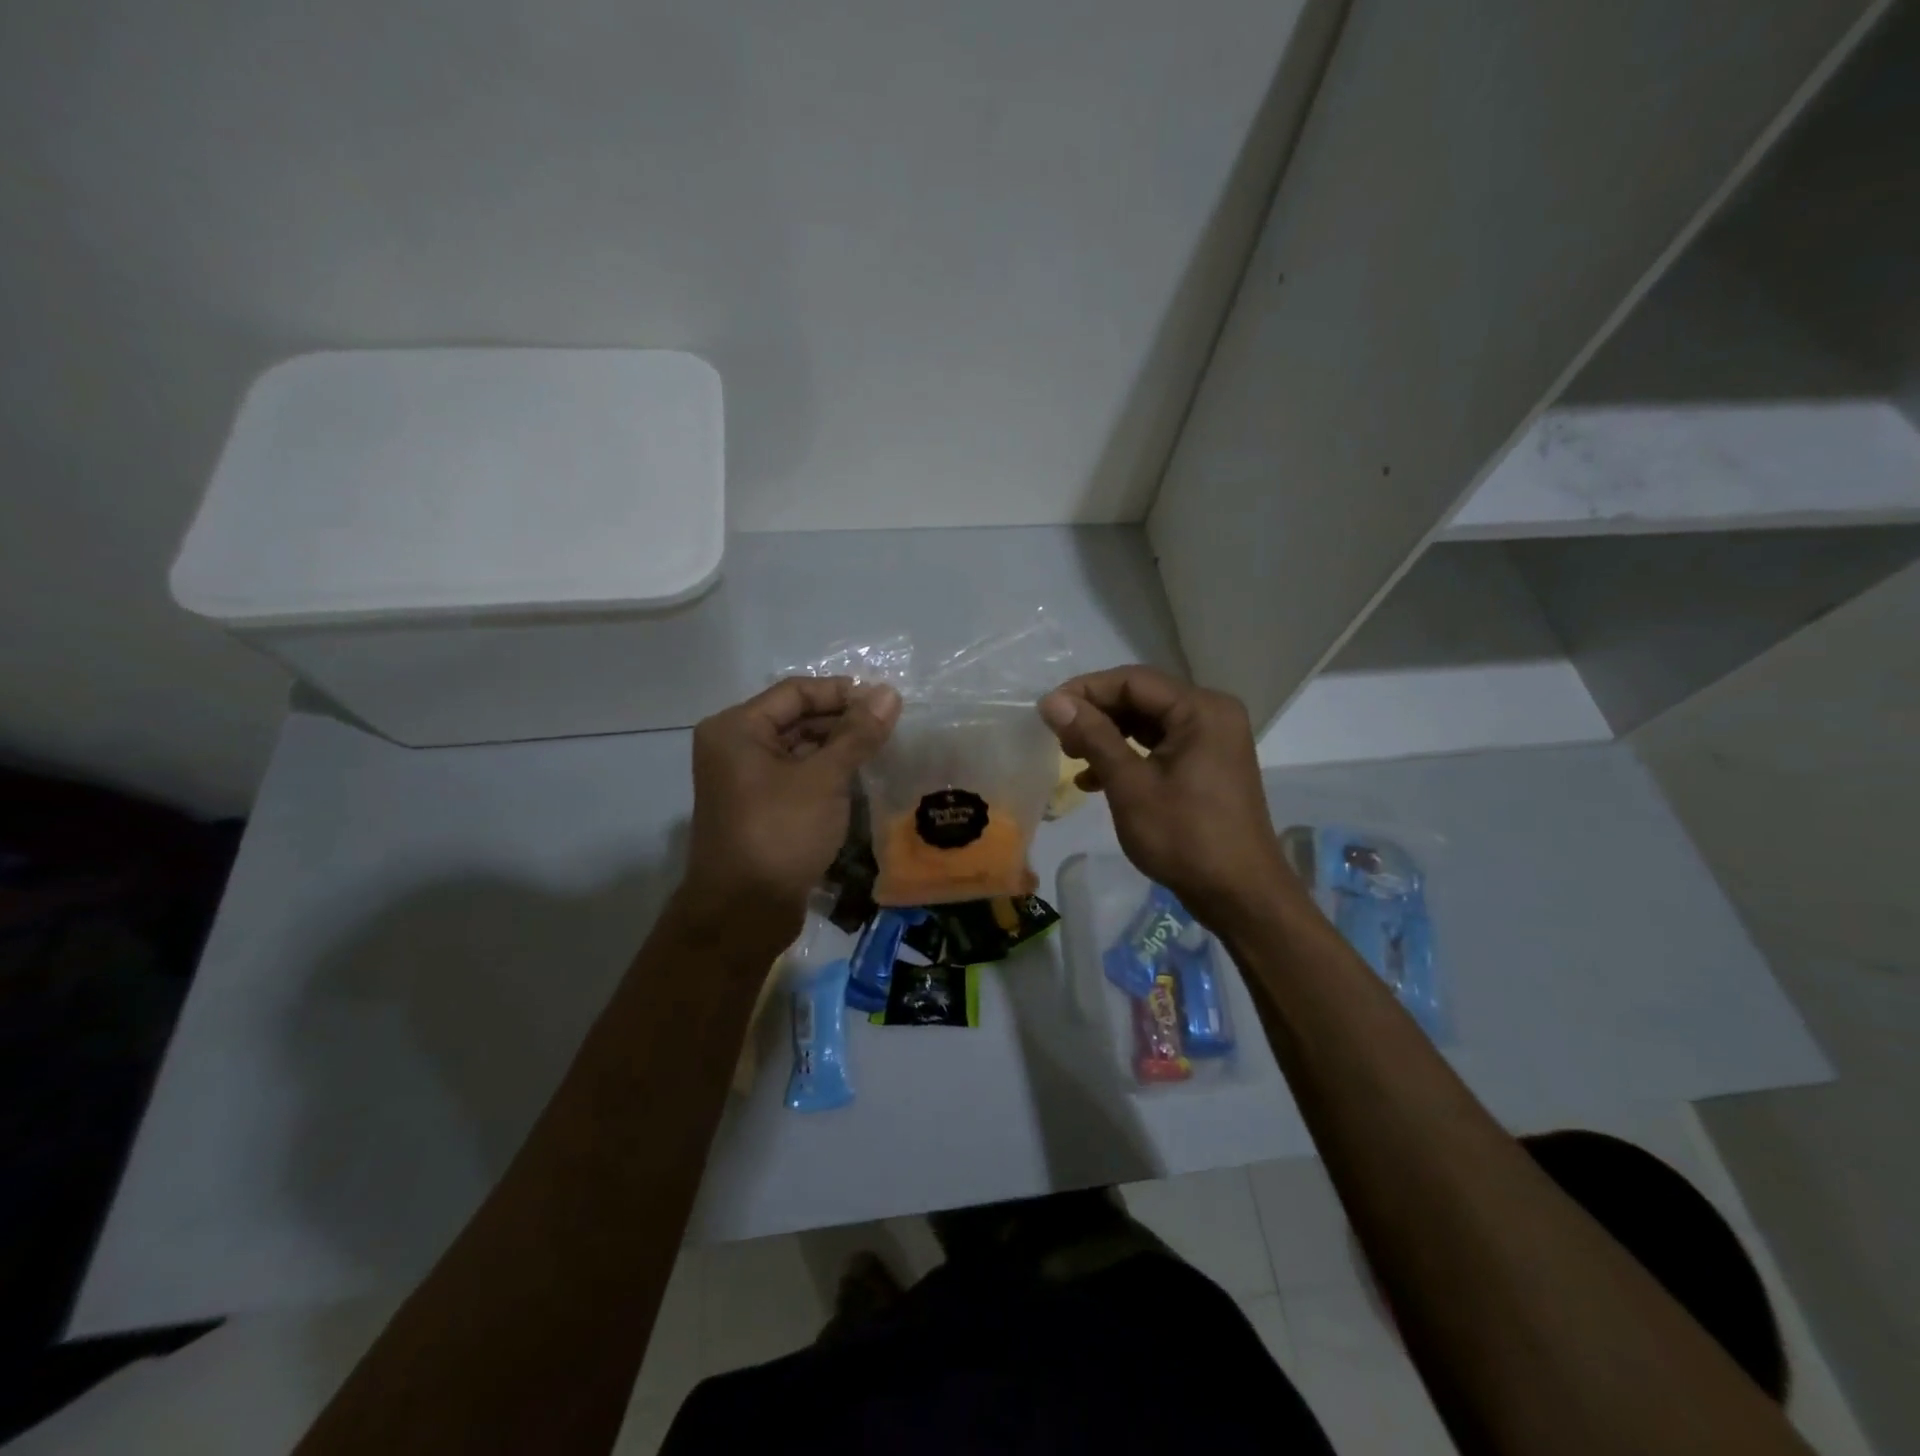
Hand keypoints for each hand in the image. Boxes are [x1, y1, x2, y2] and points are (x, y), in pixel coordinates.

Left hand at [678, 677, 900, 940]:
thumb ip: (858, 734)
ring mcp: (745, 779)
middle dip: (842, 720)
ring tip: (882, 749)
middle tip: (890, 727)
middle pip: (796, 718)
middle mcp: (735, 746)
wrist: (744, 913)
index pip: (796, 692)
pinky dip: (826, 773)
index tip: (886, 702)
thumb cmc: (780, 833)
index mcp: (737, 728)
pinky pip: (796, 776)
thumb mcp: (824, 779)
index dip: (842, 693)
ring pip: (799, 748)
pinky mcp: (759, 807)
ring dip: (838, 747)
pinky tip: (859, 777)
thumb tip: (889, 693)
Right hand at [1039, 666, 1292, 927]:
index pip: (1132, 681)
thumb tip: (1053, 701)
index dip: (1085, 691)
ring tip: (1071, 757)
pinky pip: (1160, 746)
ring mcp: (1212, 740)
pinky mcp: (1207, 764)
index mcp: (1201, 709)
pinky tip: (1095, 780)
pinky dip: (1128, 756)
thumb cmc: (1185, 837)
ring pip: (1147, 723)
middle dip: (1096, 715)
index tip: (1046, 711)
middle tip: (1058, 737)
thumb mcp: (1130, 785)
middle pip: (1141, 698)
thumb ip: (1093, 737)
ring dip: (1107, 736)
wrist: (1239, 895)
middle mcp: (1211, 714)